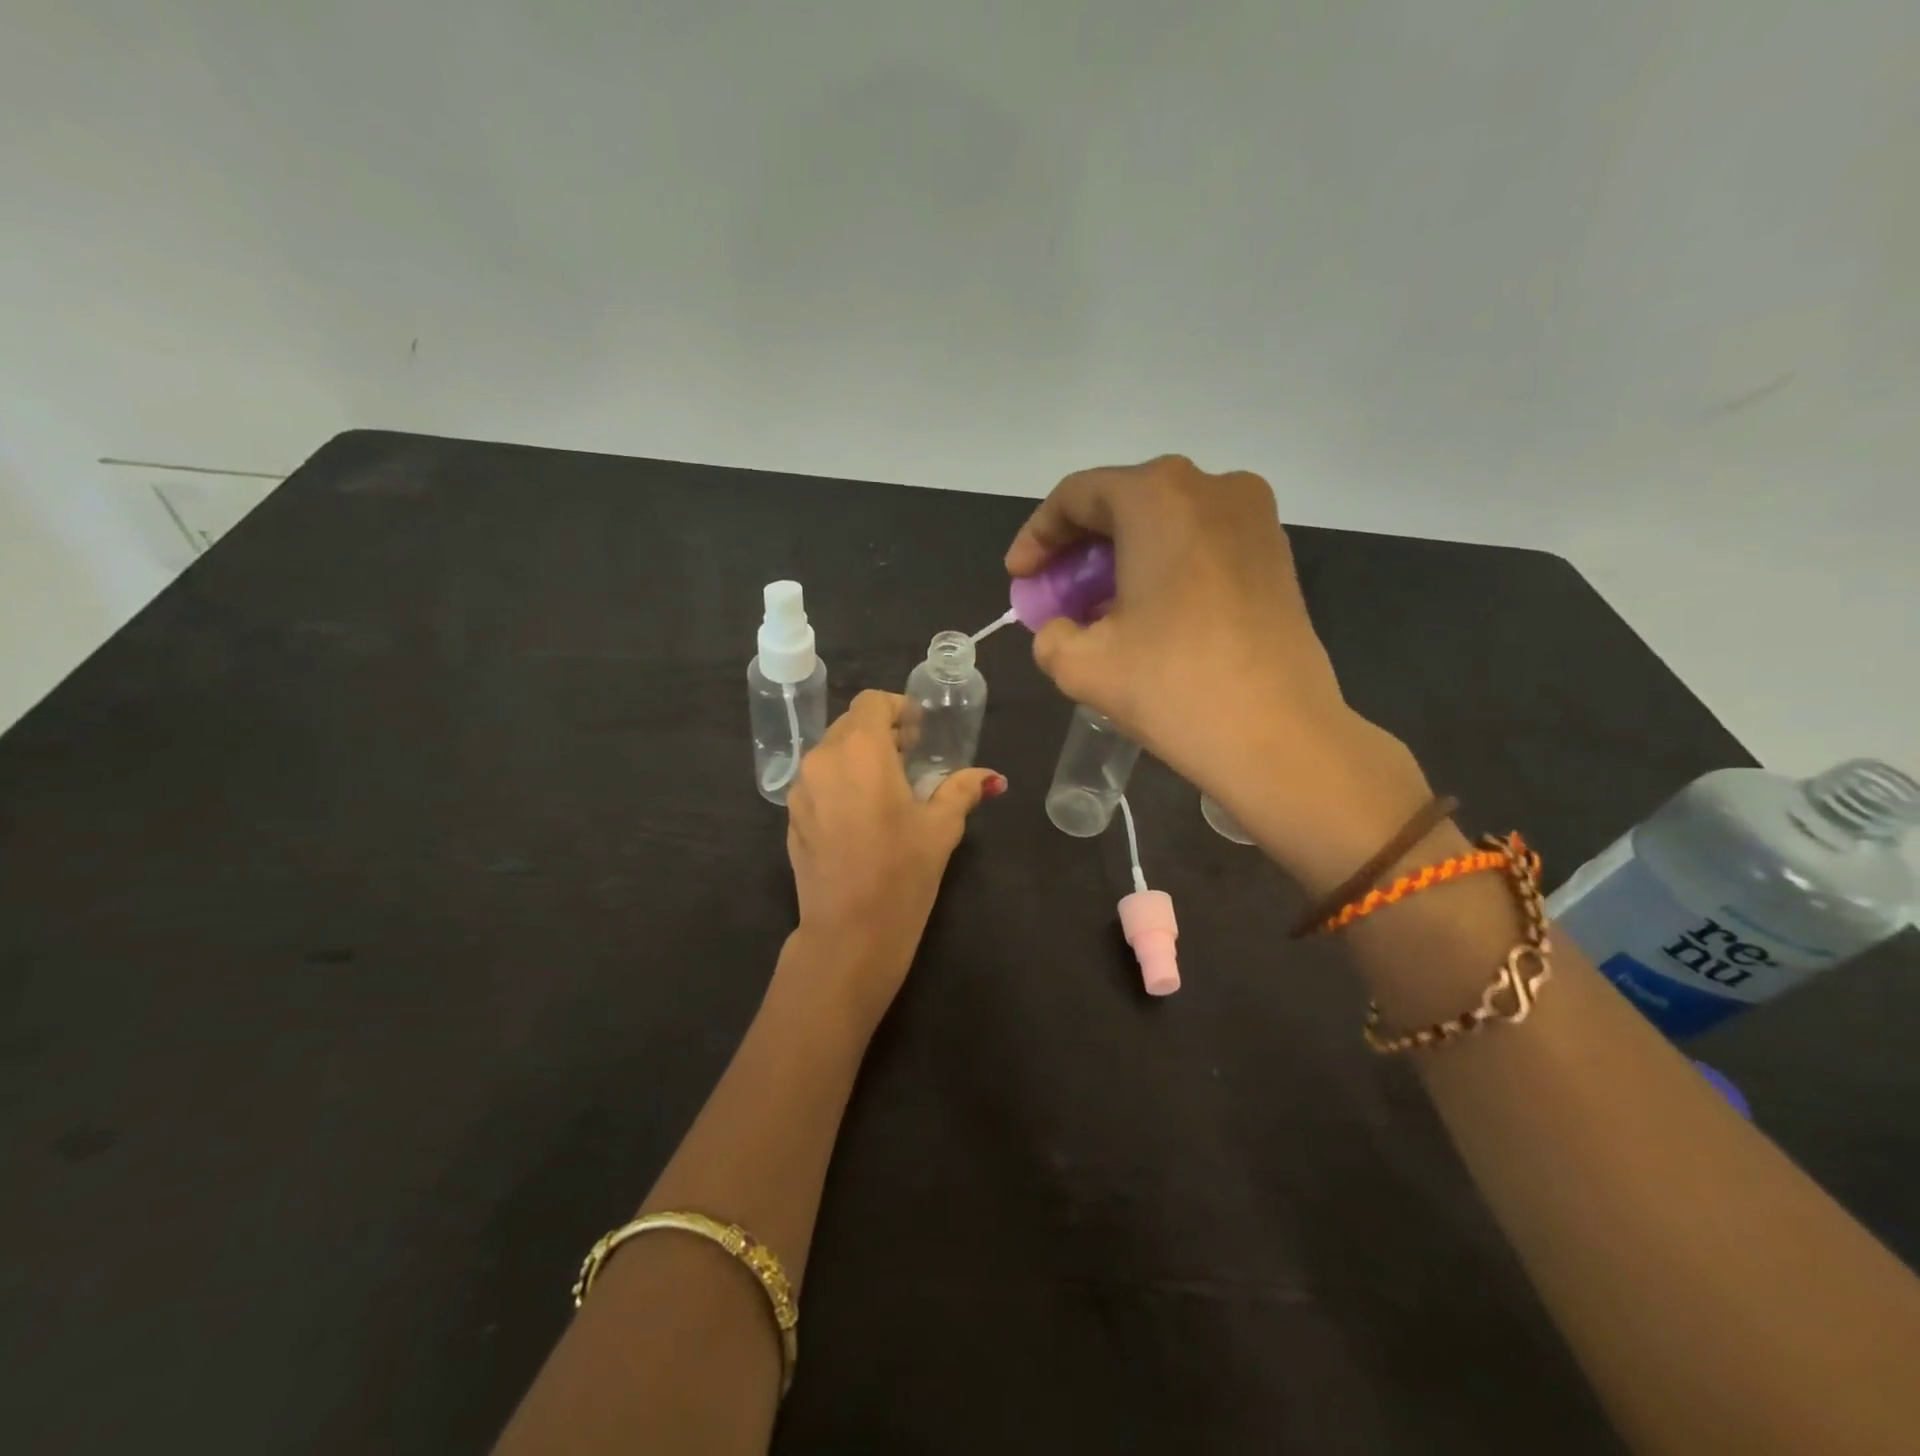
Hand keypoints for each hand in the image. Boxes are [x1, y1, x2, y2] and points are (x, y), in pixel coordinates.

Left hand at [785, 690, 1003, 1027]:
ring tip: (885, 790)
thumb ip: (963, 790)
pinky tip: (860, 818)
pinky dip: (839, 783)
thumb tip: (992, 778)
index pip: (872, 702)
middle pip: (850, 725)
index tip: (918, 735)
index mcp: (861, 750)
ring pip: (830, 753)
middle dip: (880, 733)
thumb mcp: (941, 828)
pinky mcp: (791, 817)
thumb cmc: (902, 874)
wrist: (849, 935)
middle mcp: (823, 759)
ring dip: (858, 758)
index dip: (898, 710)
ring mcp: (800, 789)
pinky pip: (817, 782)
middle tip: (909, 761)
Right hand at [1006, 455, 1429, 885]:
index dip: (1036, 536)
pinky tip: (1148, 613)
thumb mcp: (1081, 665)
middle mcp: (1211, 487)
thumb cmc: (1173, 686)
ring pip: (1165, 522)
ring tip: (1097, 610)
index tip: (1019, 578)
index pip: (1077, 496)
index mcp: (1158, 497)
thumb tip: (1064, 628)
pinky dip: (1163, 565)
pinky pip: (1201, 542)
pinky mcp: (1276, 553)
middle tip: (1054, 595)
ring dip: (1121, 558)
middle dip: (1078, 548)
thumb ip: (1051, 634)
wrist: (1279, 736)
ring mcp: (1254, 517)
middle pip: (1123, 502)